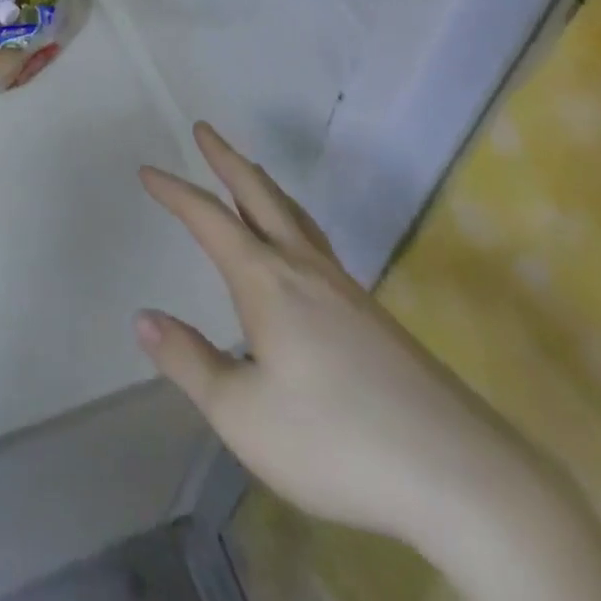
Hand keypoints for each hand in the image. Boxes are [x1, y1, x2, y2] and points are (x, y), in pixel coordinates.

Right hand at [138, 123, 600, 600]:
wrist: (457, 471)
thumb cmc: (336, 440)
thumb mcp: (243, 415)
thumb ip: (189, 362)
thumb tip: (143, 317)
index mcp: (267, 282)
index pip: (209, 220)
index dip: (175, 192)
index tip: (147, 170)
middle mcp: (303, 268)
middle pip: (258, 195)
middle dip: (226, 159)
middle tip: (204, 129)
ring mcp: (343, 286)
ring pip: (293, 214)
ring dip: (261, 184)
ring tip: (246, 169)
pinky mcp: (369, 310)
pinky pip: (316, 239)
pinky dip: (291, 216)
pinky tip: (297, 244)